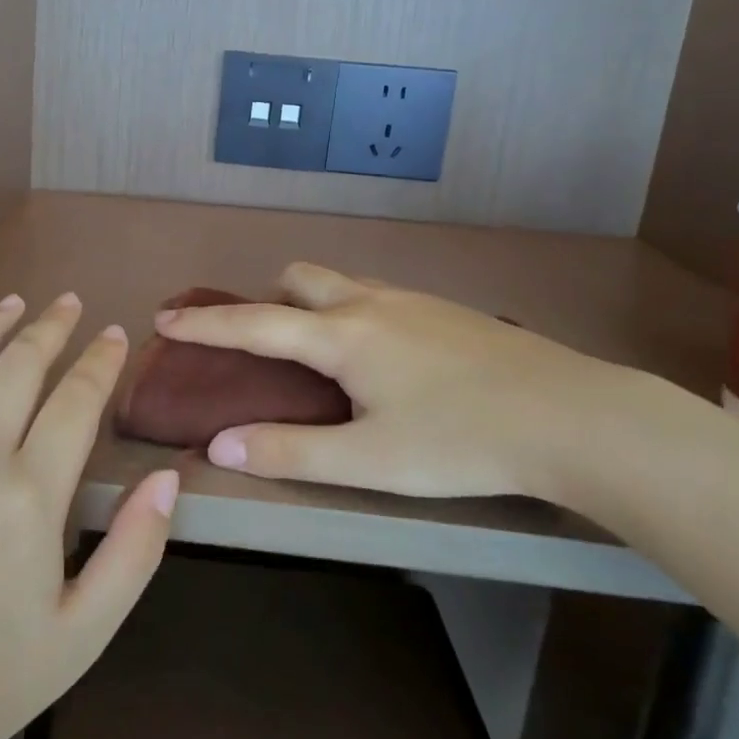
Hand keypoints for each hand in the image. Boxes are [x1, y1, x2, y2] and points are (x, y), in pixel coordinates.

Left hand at [0, 293, 180, 738]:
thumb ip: (135, 551)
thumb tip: (167, 479)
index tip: (115, 334)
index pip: (76, 400)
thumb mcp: (84, 631)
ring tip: (13, 302)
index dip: (100, 361)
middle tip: (69, 302)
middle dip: (50, 327)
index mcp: (30, 494)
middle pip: (18, 366)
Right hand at [153, 263, 656, 502]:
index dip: (205, 323)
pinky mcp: (446, 311)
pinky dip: (351, 312)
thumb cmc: (461, 441)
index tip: (165, 316)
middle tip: (263, 343)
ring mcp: (412, 301)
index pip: (255, 323)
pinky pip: (377, 296)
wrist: (573, 417)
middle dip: (267, 299)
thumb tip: (218, 445)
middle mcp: (370, 303)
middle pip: (299, 277)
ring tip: (319, 356)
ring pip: (341, 283)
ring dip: (311, 304)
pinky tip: (382, 361)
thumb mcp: (368, 461)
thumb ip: (289, 451)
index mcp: (342, 335)